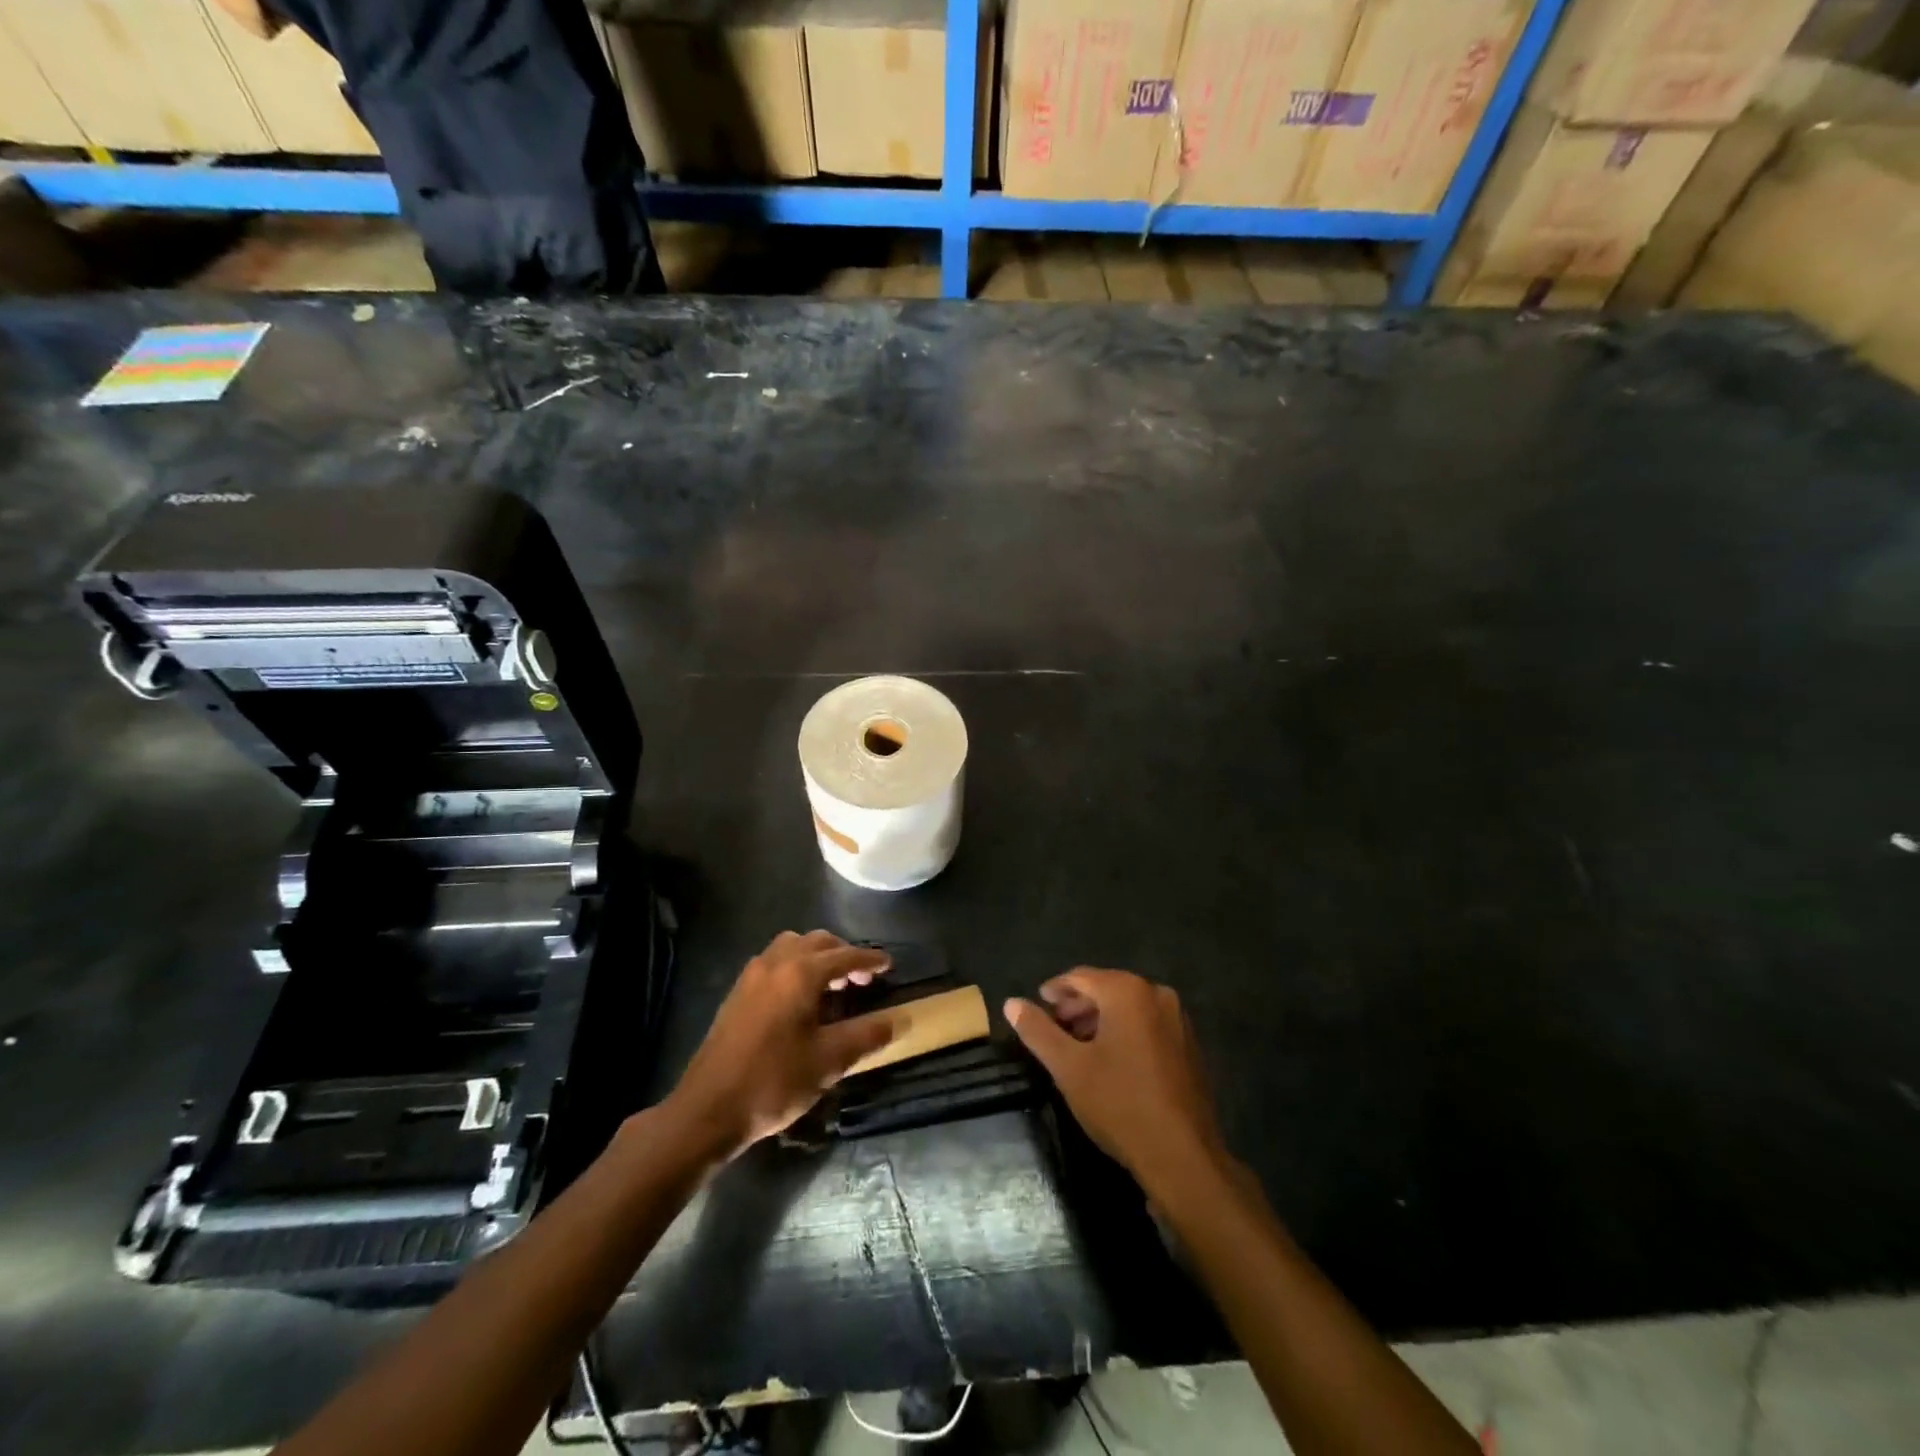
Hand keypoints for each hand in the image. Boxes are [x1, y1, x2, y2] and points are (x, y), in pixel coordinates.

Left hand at [667, 931, 891, 1158]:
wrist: (707, 1110)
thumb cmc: (773, 1082)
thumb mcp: (828, 1061)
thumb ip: (866, 1036)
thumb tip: (899, 1020)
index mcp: (800, 974)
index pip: (845, 955)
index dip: (870, 959)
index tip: (889, 965)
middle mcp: (775, 964)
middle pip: (817, 942)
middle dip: (843, 954)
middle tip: (862, 979)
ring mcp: (751, 976)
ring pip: (792, 947)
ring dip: (816, 957)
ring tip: (831, 985)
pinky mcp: (737, 993)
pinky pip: (774, 962)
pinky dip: (794, 966)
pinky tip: (799, 999)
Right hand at [1004, 969, 1225, 1186]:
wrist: (1182, 1156)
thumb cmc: (1119, 1104)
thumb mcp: (1068, 1067)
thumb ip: (1037, 1030)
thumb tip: (1011, 1003)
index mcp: (1128, 991)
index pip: (1081, 976)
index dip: (1055, 989)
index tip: (1036, 1005)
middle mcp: (1157, 995)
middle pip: (1106, 988)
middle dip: (1077, 1005)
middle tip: (1054, 1028)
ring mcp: (1178, 1020)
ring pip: (1128, 1008)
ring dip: (1100, 1020)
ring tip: (1077, 1046)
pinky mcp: (1189, 1046)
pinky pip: (1148, 1025)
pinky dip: (1124, 1032)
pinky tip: (1110, 1061)